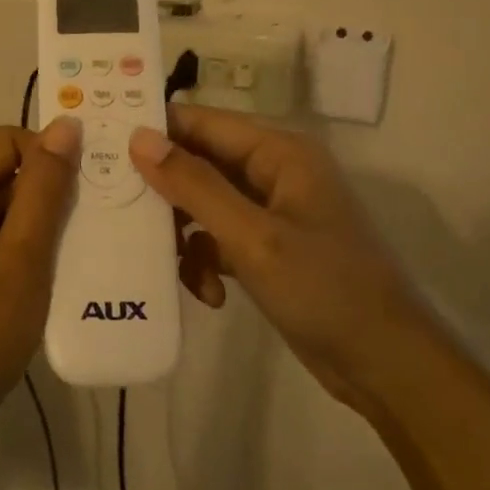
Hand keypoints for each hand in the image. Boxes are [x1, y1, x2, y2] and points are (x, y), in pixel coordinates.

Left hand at [0, 118, 80, 452]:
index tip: (92, 186)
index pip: (8, 140)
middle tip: (95, 223)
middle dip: (48, 192)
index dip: (52, 153)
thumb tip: (65, 125)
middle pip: (1, 173)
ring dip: (37, 224)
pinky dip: (18, 248)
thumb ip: (44, 189)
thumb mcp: (22, 259)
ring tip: (79, 253)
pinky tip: (45, 280)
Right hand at [128, 104, 420, 407]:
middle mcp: (273, 171)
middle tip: (122, 216)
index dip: (154, 132)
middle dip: (165, 193)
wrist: (386, 367)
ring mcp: (270, 211)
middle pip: (198, 163)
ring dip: (185, 236)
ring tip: (176, 269)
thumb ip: (194, 185)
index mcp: (279, 151)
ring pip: (202, 204)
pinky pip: (218, 238)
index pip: (201, 122)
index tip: (102, 149)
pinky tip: (210, 294)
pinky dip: (206, 261)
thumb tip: (138, 138)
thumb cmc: (325, 290)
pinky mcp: (267, 247)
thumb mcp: (252, 237)